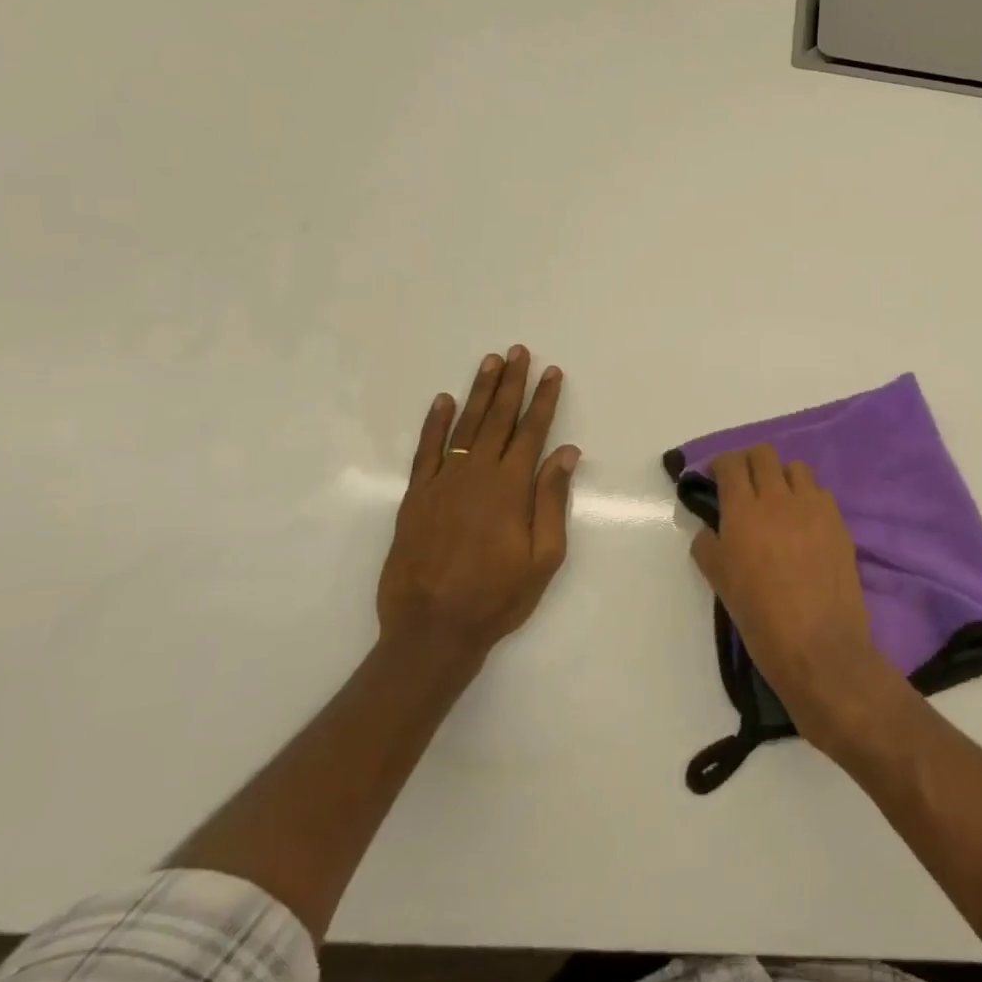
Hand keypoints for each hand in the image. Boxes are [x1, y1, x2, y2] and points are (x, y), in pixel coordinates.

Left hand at [376, 346, 580, 670]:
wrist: (432, 629)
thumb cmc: (498, 596)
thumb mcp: (544, 556)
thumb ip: (552, 500)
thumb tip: (565, 452)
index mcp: (511, 488)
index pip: (532, 432)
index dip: (544, 400)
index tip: (552, 372)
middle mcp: (477, 475)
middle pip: (498, 419)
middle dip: (512, 383)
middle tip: (519, 352)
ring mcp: (442, 483)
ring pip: (465, 426)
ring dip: (479, 392)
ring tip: (490, 362)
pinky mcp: (416, 497)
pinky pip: (426, 450)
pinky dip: (435, 424)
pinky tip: (443, 401)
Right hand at [689, 445, 899, 753]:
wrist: (819, 645)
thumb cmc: (761, 619)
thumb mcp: (720, 583)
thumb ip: (709, 546)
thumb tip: (710, 530)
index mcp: (743, 512)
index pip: (730, 464)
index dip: (721, 465)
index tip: (717, 478)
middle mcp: (778, 498)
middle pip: (764, 454)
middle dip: (750, 463)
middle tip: (745, 486)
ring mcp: (813, 507)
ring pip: (796, 468)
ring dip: (782, 477)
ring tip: (779, 503)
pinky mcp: (839, 521)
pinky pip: (820, 493)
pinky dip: (808, 499)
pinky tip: (805, 525)